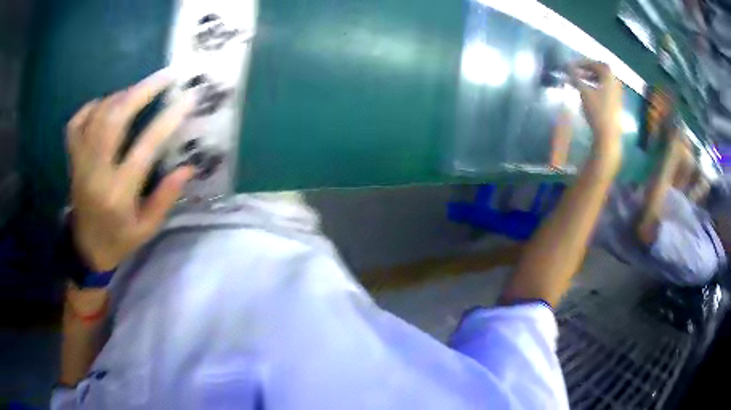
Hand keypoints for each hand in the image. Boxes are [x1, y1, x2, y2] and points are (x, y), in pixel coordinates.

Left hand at [66, 69, 194, 270]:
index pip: (145, 147)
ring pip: (98, 114)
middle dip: (142, 91)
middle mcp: (96, 172)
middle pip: (115, 119)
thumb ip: (165, 198)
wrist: (85, 249)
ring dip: (121, 95)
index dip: (168, 119)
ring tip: (140, 90)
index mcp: (118, 193)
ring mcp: (80, 162)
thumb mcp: (146, 229)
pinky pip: (76, 123)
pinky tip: (105, 105)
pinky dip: (92, 107)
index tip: (188, 99)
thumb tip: (188, 168)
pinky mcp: (72, 159)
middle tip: (165, 76)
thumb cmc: (118, 241)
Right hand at [570, 61, 622, 169]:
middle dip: (587, 70)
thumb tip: (566, 66)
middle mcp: (615, 83)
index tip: (572, 66)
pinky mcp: (616, 105)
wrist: (608, 135)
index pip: (596, 63)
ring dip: (591, 79)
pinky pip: (605, 90)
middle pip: (601, 72)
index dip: (583, 62)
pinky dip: (596, 88)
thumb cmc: (597, 111)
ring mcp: (617, 95)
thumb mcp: (584, 92)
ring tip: (580, 83)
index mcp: (609, 77)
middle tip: (576, 73)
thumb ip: (574, 77)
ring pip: (603, 81)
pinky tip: (588, 94)